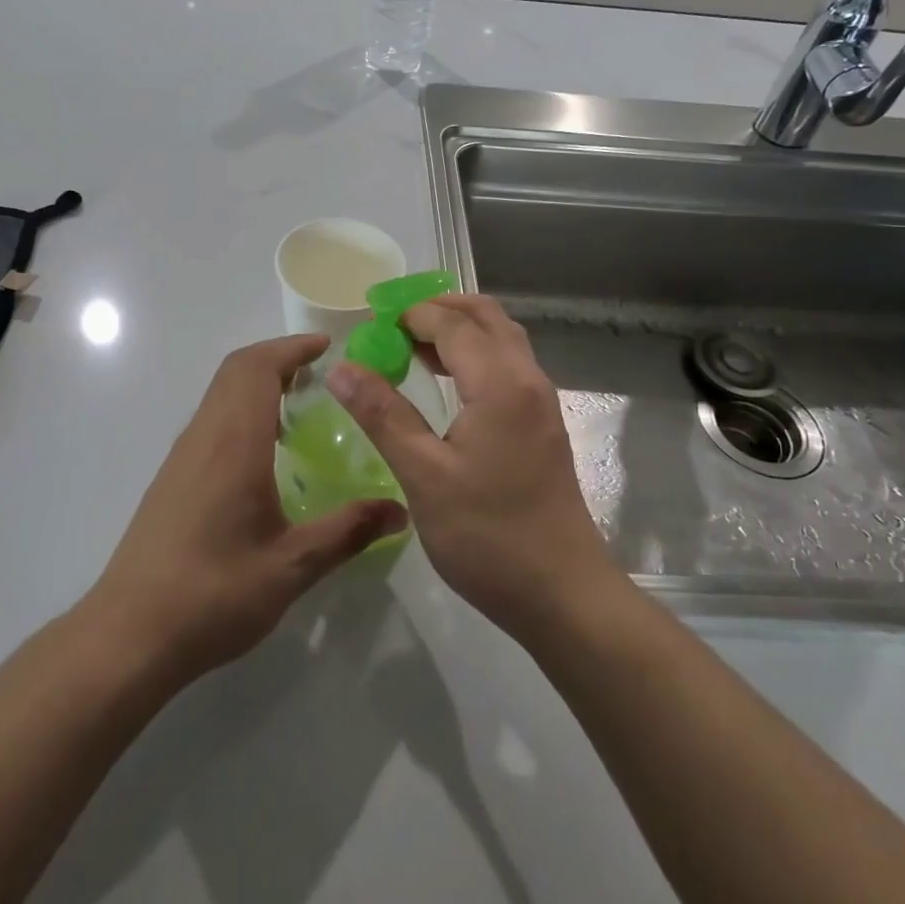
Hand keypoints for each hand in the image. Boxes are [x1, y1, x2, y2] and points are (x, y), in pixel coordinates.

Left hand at [83, 334, 408, 687]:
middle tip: (320, 371)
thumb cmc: (213, 594)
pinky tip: (265, 450)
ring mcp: (183, 456)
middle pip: (236, 370)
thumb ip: (348, 531)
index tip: (328, 347)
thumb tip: (399, 510)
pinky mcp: (173, 477)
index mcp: (234, 442)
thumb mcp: (292, 566)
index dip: (292, 347)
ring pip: (220, 393)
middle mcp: (204, 436)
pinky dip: (242, 408)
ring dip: (257, 382)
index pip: (258, 368)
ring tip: (300, 403)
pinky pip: (211, 419)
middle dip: (278, 357)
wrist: (129, 634)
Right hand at [327, 295, 615, 640]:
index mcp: (500, 383)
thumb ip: (383, 414)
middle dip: (438, 309)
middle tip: (392, 325)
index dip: (408, 315)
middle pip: (485, 316)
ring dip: (458, 330)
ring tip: (410, 347)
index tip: (369, 325)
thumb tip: (342, 368)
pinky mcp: (542, 424)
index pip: (451, 323)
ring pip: (501, 338)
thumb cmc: (488, 535)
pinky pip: (508, 364)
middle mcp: (527, 378)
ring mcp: (541, 401)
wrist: (562, 594)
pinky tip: (445, 382)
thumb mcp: (423, 475)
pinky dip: (474, 354)